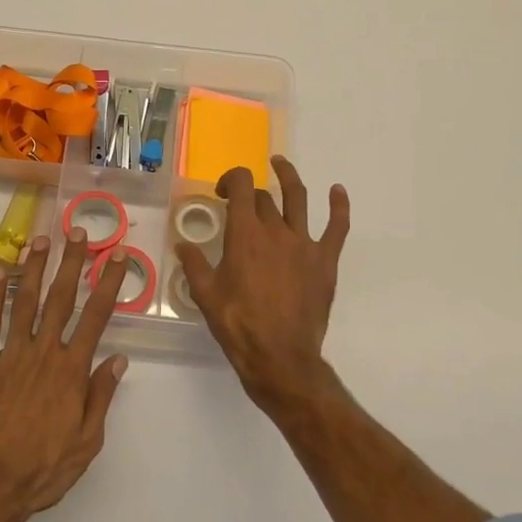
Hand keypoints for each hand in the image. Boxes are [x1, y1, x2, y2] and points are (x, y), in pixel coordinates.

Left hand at [0, 228, 128, 521]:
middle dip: (72, 263)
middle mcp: (43, 353)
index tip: (117, 256)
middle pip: (61, 299)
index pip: (96, 317)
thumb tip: (118, 359)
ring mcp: (11, 355)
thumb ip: (101, 396)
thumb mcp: (87, 442)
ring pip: (25, 302)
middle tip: (79, 231)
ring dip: (34, 269)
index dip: (109, 283)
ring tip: (41, 239)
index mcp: (72, 371)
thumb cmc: (43, 468)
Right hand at [178, 157, 349, 411]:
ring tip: (281, 165)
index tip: (221, 192)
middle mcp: (274, 230)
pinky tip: (338, 191)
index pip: (239, 186)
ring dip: (289, 177)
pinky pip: (337, 227)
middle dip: (250, 193)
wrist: (280, 356)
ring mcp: (303, 243)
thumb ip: (194, 265)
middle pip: (264, 197)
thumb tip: (183, 244)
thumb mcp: (206, 295)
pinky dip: (339, 206)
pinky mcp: (324, 260)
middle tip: (240, 205)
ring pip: (298, 198)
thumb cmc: (238, 325)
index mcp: (244, 234)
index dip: (230, 179)